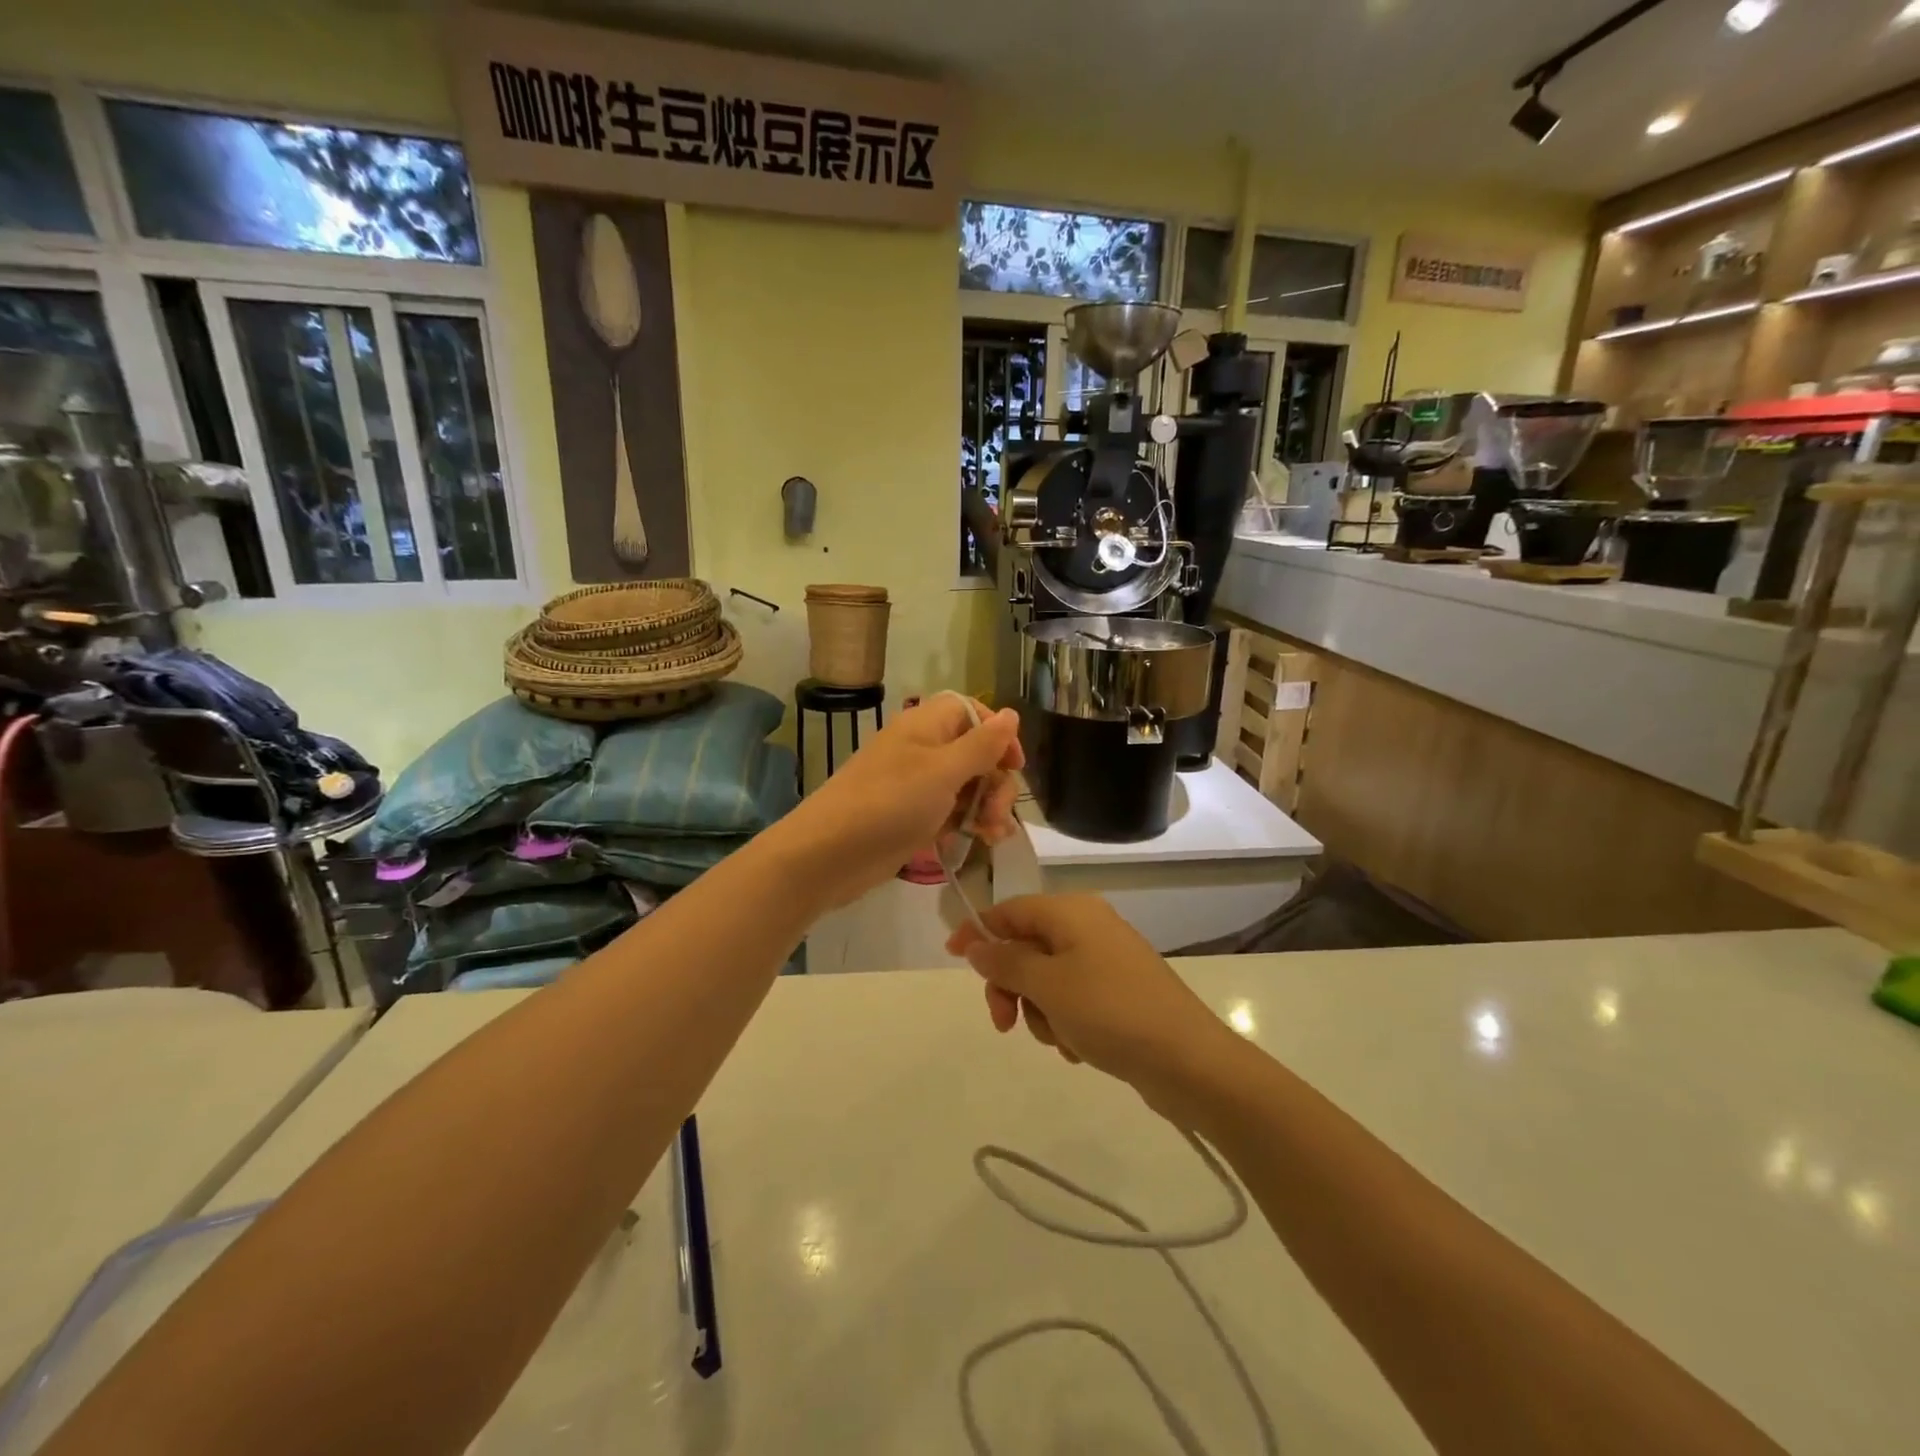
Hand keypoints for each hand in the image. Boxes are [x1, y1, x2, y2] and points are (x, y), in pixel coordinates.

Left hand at [776, 695, 1022, 909]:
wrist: (830, 854)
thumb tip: (1011, 714)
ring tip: (993, 836)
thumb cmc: (890, 803)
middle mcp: (923, 749)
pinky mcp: (913, 817)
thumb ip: (982, 744)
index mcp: (927, 725)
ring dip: (988, 807)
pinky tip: (982, 842)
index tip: (1014, 765)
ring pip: (967, 786)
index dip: (998, 734)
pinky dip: (969, 823)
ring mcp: (917, 785)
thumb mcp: (944, 771)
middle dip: (997, 781)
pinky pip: (952, 812)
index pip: (973, 712)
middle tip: (998, 814)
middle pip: (976, 753)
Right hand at [946, 895, 1237, 1115]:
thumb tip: (976, 944)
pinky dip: (1065, 1022)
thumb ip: (1005, 962)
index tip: (952, 957)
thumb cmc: (1110, 1011)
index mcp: (1071, 912)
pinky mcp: (1118, 992)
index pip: (1010, 910)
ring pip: (1046, 980)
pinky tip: (1079, 1048)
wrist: (1188, 1060)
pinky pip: (1073, 1000)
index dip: (978, 931)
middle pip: (1026, 947)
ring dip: (1040, 1011)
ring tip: (1060, 1039)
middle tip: (1005, 1023)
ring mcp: (1106, 960)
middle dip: (1011, 986)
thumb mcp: (1047, 985)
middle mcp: (1088, 927)